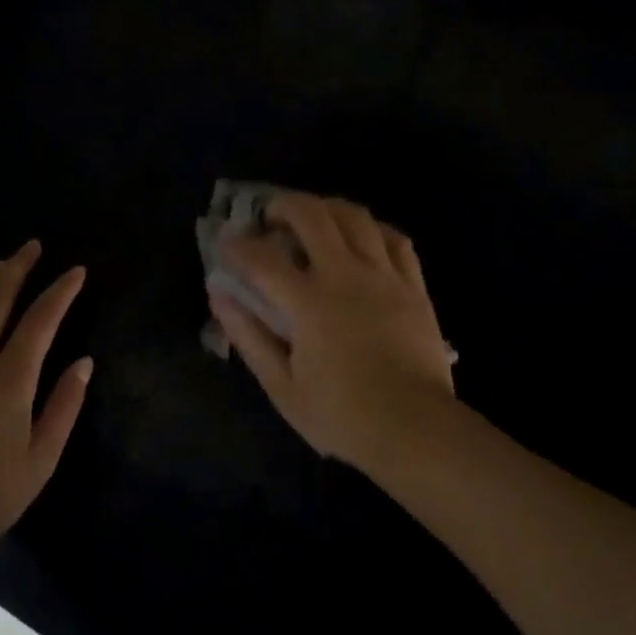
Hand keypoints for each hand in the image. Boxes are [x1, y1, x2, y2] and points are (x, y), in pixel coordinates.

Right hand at [209, 193, 454, 476]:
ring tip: (315, 220)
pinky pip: (396, 239)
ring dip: (327, 208)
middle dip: (284, 206)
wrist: (415, 429)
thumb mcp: (281, 386)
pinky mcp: (414, 286)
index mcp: (309, 303)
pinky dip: (373, 229)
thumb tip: (220, 295)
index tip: (226, 246)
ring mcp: (385, 277)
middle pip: (312, 216)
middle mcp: (346, 276)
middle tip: (271, 219)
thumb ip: (248, 336)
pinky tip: (364, 238)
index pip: (262, 258)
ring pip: (356, 217)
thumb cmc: (342, 415)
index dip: (237, 246)